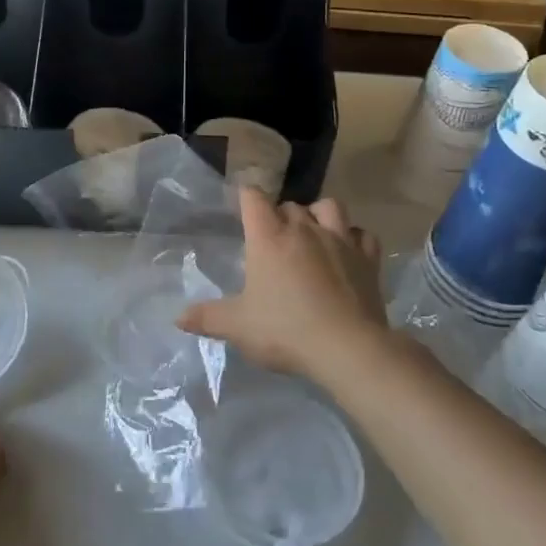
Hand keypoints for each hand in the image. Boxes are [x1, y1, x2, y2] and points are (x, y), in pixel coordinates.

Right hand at [178, 188, 385, 380]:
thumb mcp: (238, 327)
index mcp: (269, 238)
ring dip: (319, 214)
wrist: (347, 348)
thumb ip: (207, 318)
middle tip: (274, 238)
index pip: (254, 198)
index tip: (242, 204)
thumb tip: (178, 317)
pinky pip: (363, 235)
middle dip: (280, 214)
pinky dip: (355, 237)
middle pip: (290, 205)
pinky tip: (349, 251)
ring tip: (313, 233)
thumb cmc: (285, 331)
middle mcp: (304, 229)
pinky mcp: (367, 259)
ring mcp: (340, 240)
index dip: (246, 197)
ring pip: (330, 207)